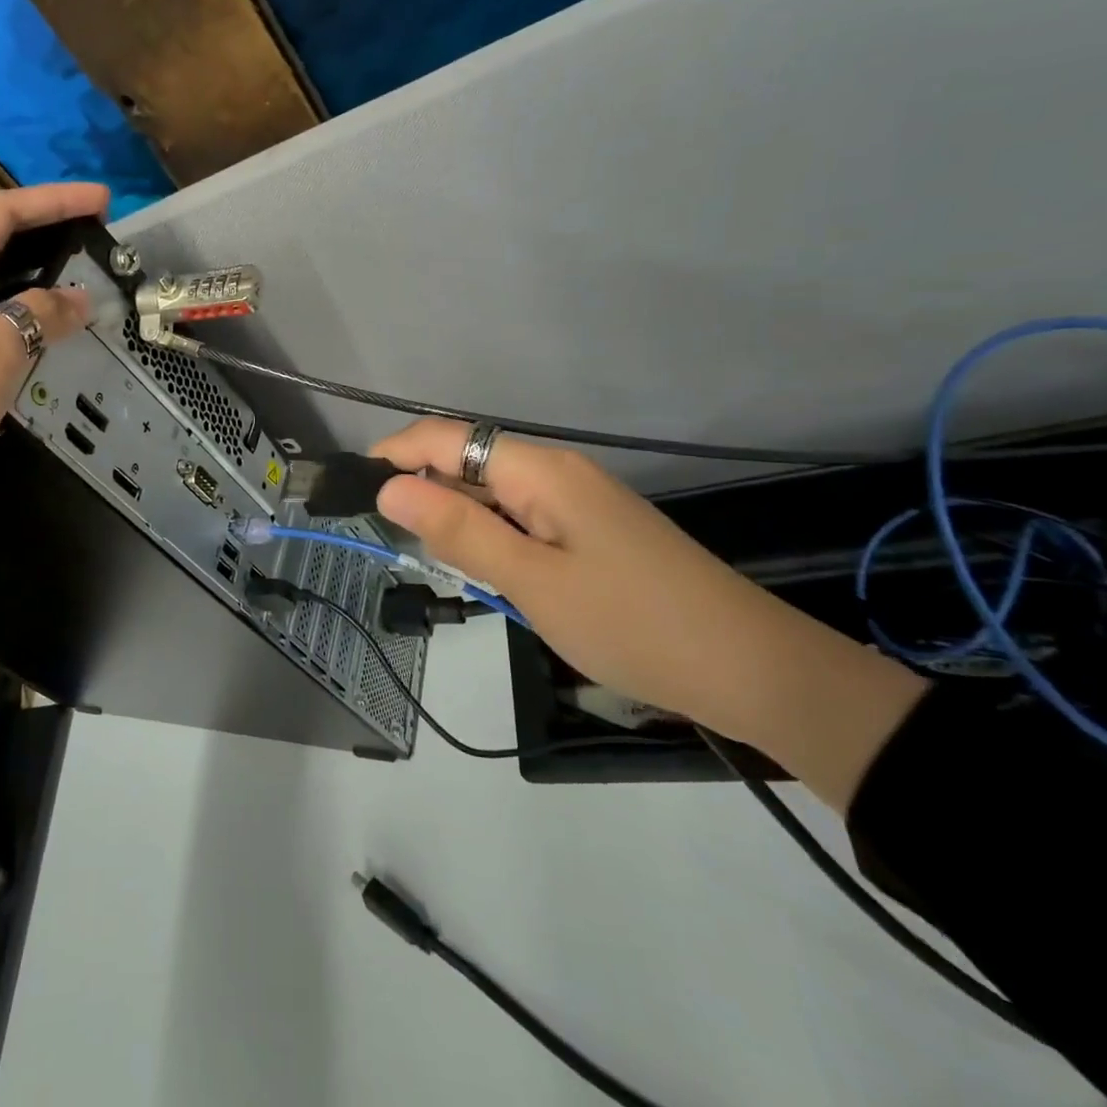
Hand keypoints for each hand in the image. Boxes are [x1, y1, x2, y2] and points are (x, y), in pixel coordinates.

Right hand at [371, 420, 926, 809]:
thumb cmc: (632, 623)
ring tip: (425, 552)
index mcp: (541, 471)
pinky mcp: (589, 529)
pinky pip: (519, 514)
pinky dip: (487, 531)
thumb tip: (390, 488)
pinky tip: (481, 565)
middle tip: (386, 534)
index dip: (395, 453)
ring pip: (492, 489)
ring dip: (452, 511)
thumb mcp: (532, 582)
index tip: (355, 488)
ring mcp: (577, 500)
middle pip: (468, 458)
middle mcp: (556, 471)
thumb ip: (459, 531)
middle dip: (420, 484)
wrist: (752, 669)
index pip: (448, 438)